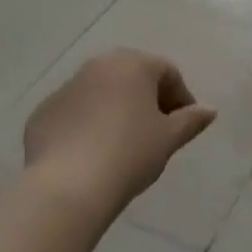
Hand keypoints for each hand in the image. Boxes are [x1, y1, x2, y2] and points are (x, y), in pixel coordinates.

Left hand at [23, 50, 216, 214]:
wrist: (67, 186)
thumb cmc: (129, 154)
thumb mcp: (168, 139)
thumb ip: (191, 120)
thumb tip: (209, 110)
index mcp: (133, 64)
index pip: (167, 73)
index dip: (181, 98)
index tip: (184, 127)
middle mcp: (98, 66)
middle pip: (132, 77)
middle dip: (147, 100)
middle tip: (156, 132)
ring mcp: (66, 88)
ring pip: (100, 93)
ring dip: (115, 110)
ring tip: (123, 145)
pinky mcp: (43, 113)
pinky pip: (74, 113)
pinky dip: (86, 126)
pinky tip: (91, 155)